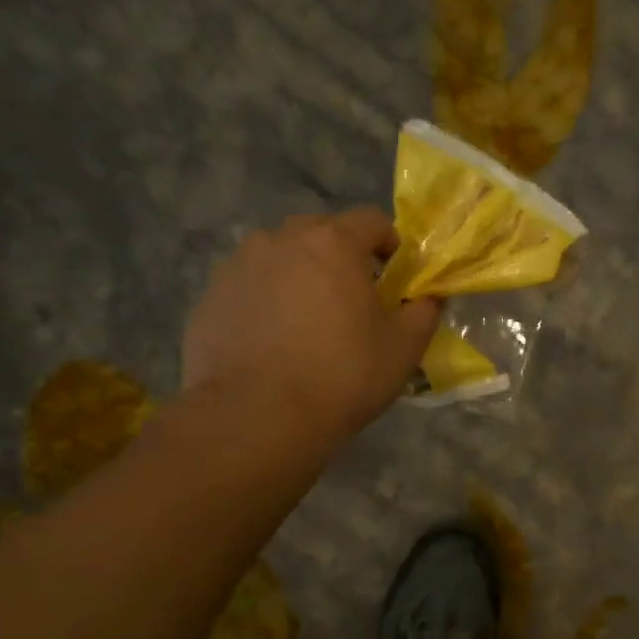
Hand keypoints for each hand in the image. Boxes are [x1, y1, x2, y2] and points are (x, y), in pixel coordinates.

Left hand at [182, 210, 438, 449]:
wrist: (255, 417)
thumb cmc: (341, 375)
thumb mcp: (403, 348)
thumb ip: (423, 312)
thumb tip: (428, 298)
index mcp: (332, 244)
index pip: (371, 220)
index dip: (390, 244)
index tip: (395, 277)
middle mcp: (280, 241)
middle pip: (321, 233)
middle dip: (342, 257)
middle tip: (353, 299)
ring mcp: (238, 266)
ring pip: (280, 257)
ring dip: (300, 275)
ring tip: (309, 319)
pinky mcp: (210, 297)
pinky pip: (250, 286)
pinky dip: (267, 301)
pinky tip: (275, 341)